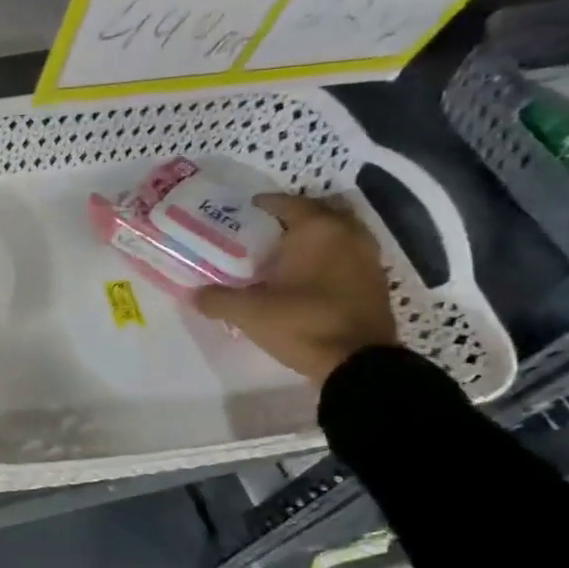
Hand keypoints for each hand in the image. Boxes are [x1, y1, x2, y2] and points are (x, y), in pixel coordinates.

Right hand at [192, 193, 399, 383]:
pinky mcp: (375, 282)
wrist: (358, 363)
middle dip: (292, 219)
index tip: (243, 211)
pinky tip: (306, 277)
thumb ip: (217, 299)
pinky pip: (347, 256)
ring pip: (337, 235)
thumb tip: (194, 294)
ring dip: (314, 239)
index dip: (263, 205)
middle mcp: (348, 235)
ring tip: (284, 254)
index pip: (288, 203)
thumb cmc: (302, 323)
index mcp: (318, 230)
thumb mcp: (248, 312)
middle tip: (263, 232)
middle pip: (318, 214)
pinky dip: (328, 258)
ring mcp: (367, 258)